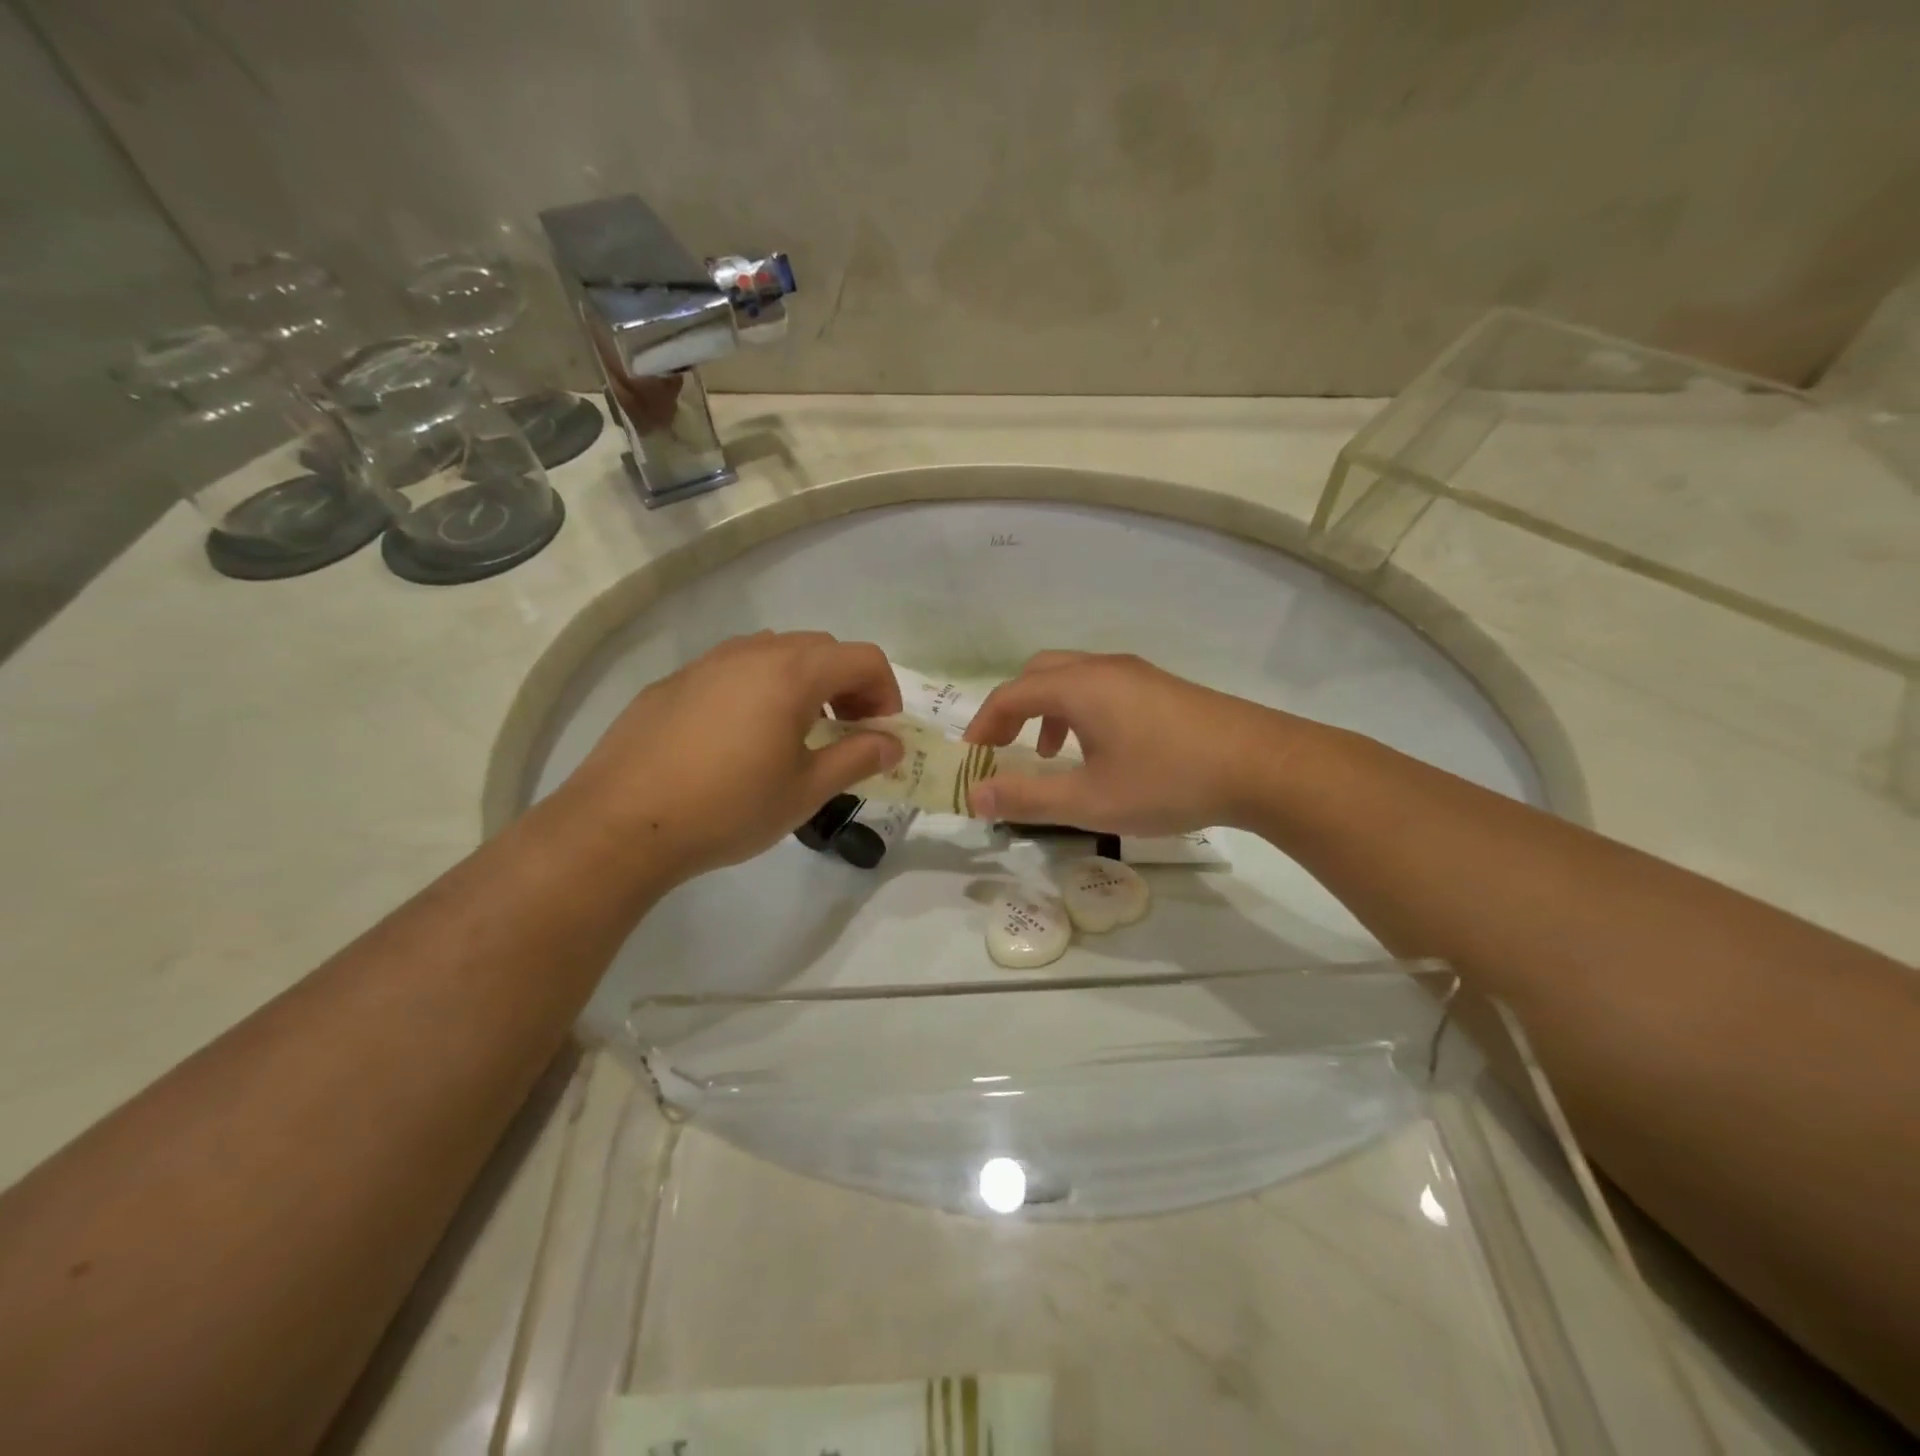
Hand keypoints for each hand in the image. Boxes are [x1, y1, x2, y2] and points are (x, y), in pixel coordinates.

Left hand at [559, 631, 902, 880]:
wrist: (621, 823)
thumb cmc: (728, 807)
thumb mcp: (805, 790)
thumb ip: (857, 758)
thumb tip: (892, 744)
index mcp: (792, 672)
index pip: (863, 658)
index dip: (886, 691)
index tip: (880, 732)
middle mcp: (752, 653)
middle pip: (821, 648)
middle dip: (848, 684)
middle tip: (846, 730)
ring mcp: (707, 663)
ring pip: (774, 653)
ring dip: (803, 683)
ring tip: (796, 732)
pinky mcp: (674, 683)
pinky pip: (733, 670)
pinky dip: (759, 689)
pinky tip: (740, 739)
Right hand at [961, 651, 1303, 834]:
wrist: (1264, 766)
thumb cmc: (1169, 781)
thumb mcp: (1090, 800)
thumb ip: (1027, 798)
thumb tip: (974, 797)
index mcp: (1080, 686)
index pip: (1011, 694)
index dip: (983, 724)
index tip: (972, 758)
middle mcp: (1104, 669)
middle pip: (1040, 673)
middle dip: (1012, 708)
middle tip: (1002, 747)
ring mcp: (1138, 674)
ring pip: (1074, 678)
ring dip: (1048, 709)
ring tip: (1049, 753)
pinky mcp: (1162, 688)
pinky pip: (1103, 687)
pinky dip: (1080, 711)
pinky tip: (1100, 750)